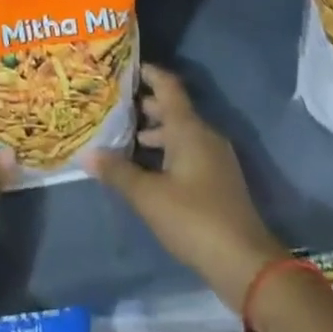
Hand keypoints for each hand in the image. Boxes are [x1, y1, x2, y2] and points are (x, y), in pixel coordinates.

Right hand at [86, 63, 283, 310]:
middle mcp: (204, 135)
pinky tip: (149, 169)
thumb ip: (118, 173)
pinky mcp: (219, 180)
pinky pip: (189, 151)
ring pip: (181, 133)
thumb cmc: (194, 219)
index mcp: (189, 128)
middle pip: (173, 109)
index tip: (124, 68)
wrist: (245, 263)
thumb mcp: (149, 197)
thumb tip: (87, 154)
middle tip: (114, 106)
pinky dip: (167, 151)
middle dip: (145, 106)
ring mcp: (215, 158)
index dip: (148, 73)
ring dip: (155, 132)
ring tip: (125, 138)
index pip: (168, 86)